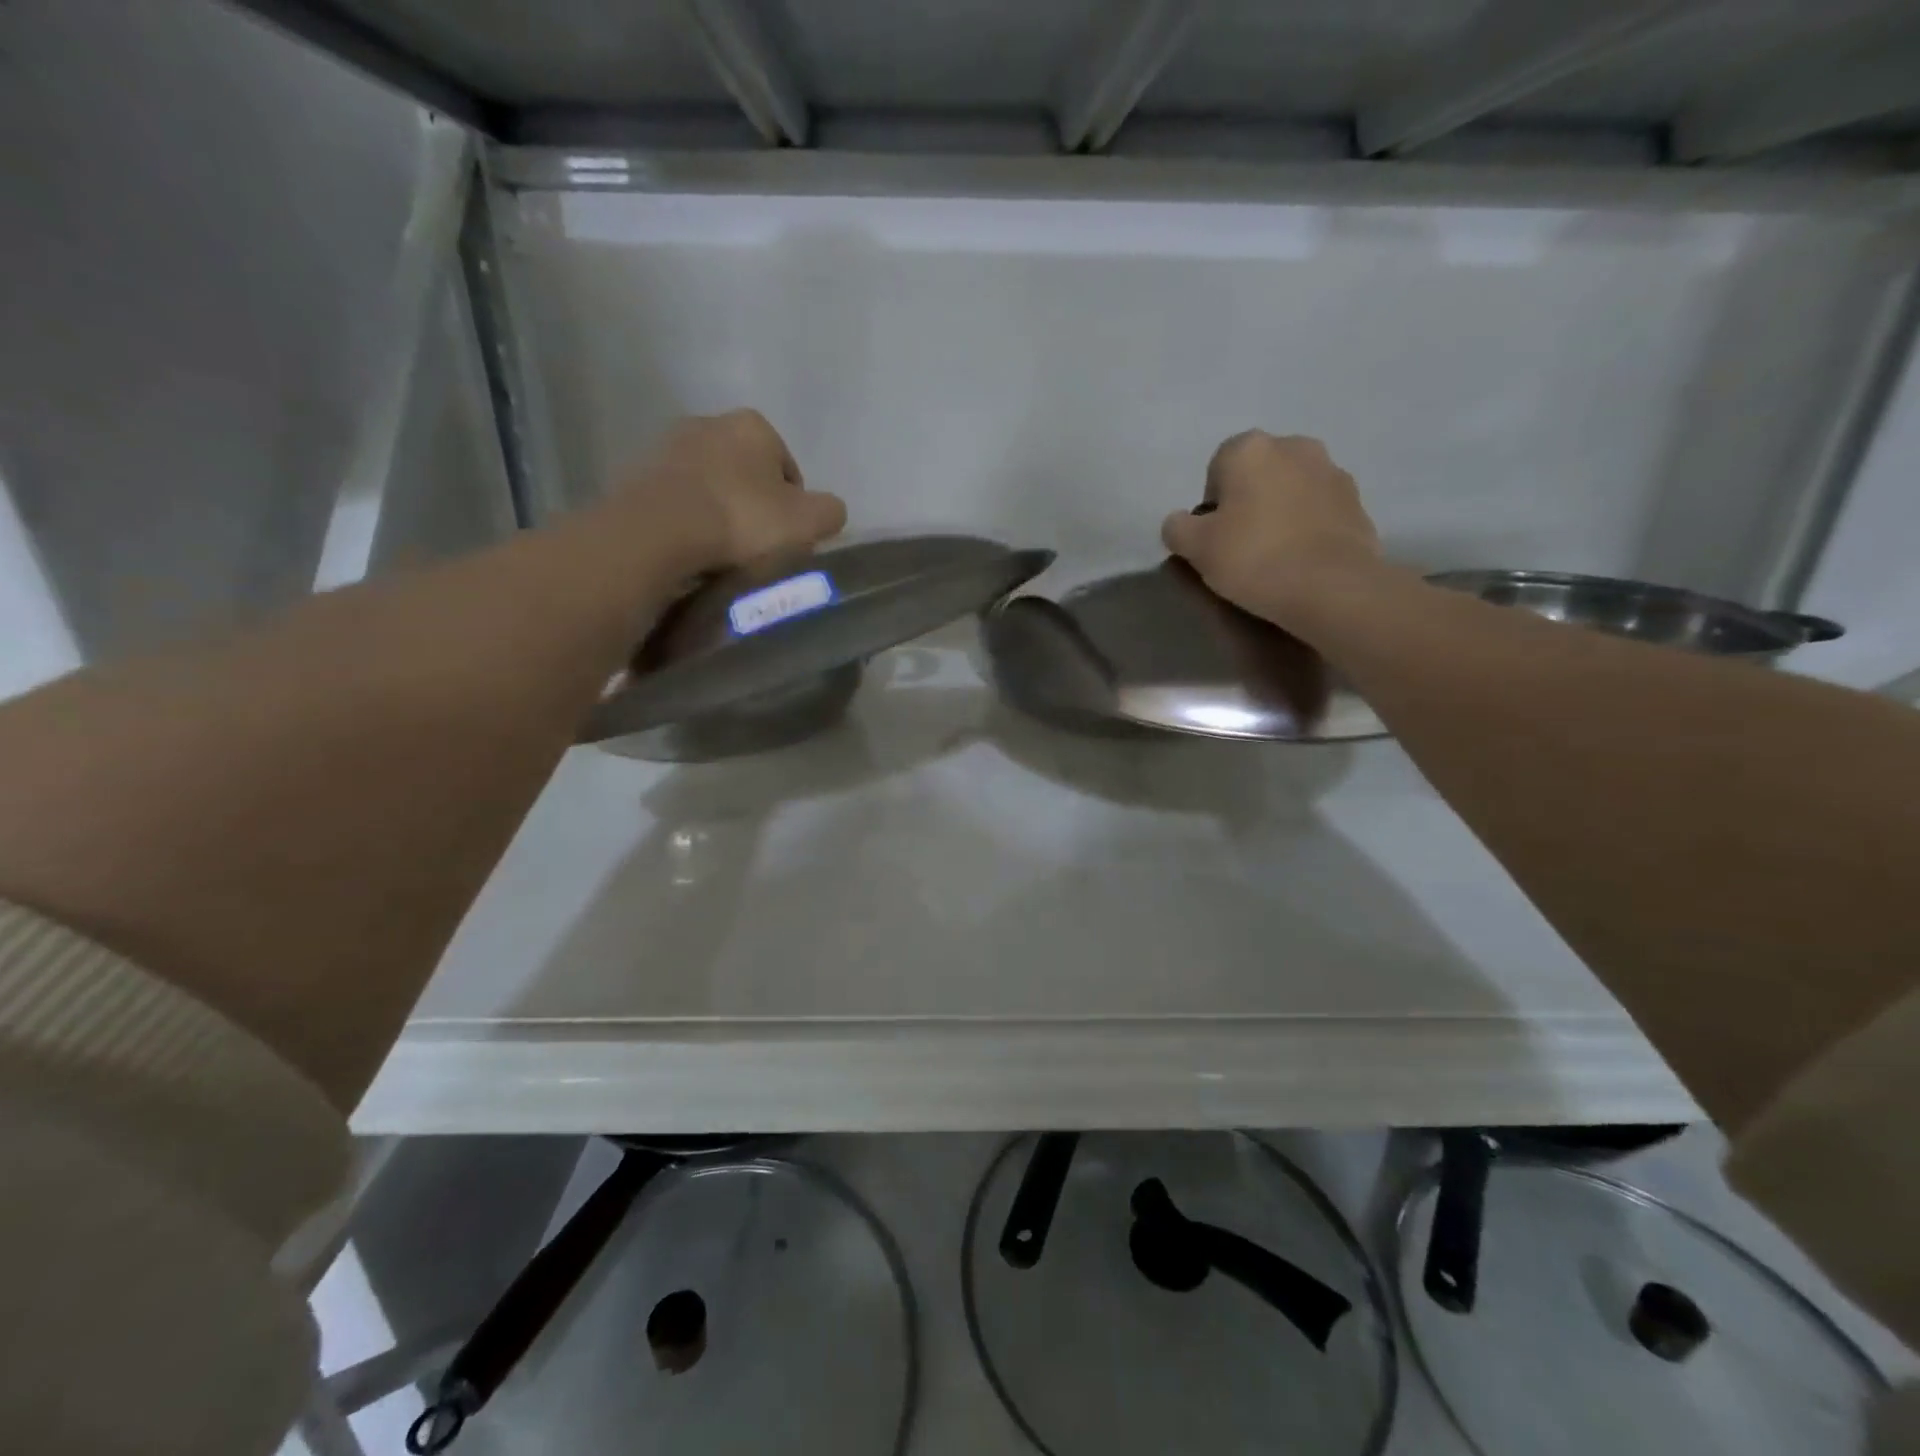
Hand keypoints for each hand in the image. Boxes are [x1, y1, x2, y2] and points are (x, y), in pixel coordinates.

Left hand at [614, 409, 847, 569]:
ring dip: (720, 512)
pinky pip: (679, 501)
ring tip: (723, 551)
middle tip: (758, 546)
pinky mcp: (638, 473)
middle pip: (748, 474)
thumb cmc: (742, 519)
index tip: (786, 539)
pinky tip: (693, 547)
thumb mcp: (807, 522)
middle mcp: (710, 422)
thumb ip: (830, 512)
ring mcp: (669, 446)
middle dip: (755, 505)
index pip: (789, 469)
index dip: (794, 508)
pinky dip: (689, 520)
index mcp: (754, 425)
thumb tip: (829, 511)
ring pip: (712, 486)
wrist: (658, 531)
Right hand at [1162, 432, 1383, 628]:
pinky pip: (1319, 509)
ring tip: (1274, 554)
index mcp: (1250, 449)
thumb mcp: (1195, 548)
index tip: (1214, 536)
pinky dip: (1308, 526)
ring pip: (1291, 488)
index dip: (1212, 503)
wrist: (1331, 587)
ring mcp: (1332, 471)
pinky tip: (1301, 559)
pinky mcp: (1357, 501)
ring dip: (1280, 510)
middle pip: (1258, 472)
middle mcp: (1294, 446)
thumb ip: (1177, 528)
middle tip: (1241, 544)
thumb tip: (1180, 522)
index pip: (1217, 466)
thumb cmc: (1253, 558)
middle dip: (1248, 500)